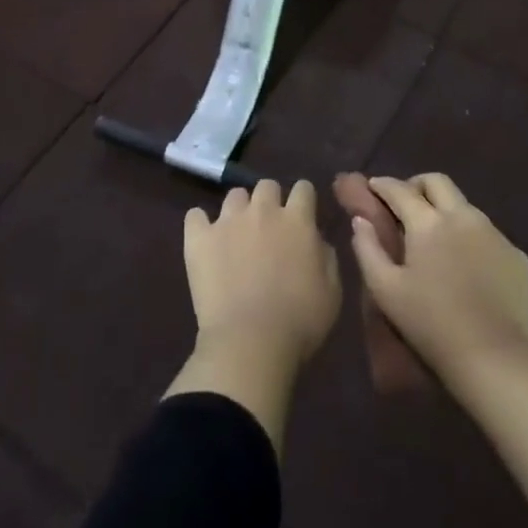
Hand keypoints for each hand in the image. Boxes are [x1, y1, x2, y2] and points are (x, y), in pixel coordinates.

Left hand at [166, 181, 340, 455]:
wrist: (250, 341)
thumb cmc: (300, 321)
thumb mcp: (332, 291)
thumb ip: (326, 255)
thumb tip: (316, 239)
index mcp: (298, 220)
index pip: (303, 188)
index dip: (303, 200)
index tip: (303, 214)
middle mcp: (263, 210)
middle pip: (267, 186)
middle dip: (270, 201)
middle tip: (270, 227)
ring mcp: (227, 221)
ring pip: (234, 196)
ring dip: (239, 210)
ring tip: (237, 235)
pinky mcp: (199, 237)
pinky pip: (195, 216)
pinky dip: (200, 225)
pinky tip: (206, 241)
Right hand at [347, 174, 527, 390]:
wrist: (496, 359)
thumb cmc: (431, 324)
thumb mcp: (385, 290)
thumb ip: (367, 248)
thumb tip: (361, 220)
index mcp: (428, 222)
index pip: (400, 189)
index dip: (382, 185)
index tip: (372, 187)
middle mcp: (463, 216)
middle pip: (437, 181)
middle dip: (416, 185)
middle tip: (405, 205)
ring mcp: (494, 233)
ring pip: (464, 205)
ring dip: (444, 210)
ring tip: (435, 238)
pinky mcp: (516, 255)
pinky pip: (487, 233)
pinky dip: (469, 236)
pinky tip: (465, 264)